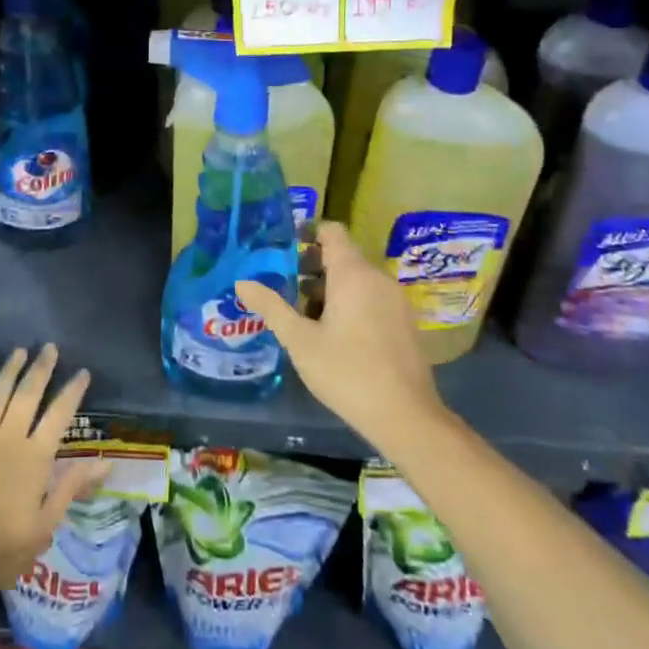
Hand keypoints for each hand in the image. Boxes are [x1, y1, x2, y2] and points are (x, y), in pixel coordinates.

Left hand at [0, 345, 100, 598]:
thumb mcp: (43, 528)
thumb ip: (70, 489)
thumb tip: (105, 463)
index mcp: (34, 458)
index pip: (59, 416)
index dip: (72, 393)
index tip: (83, 372)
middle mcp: (8, 438)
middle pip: (27, 395)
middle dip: (41, 369)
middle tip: (49, 347)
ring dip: (8, 372)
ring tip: (19, 351)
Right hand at [238, 221, 445, 445]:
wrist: (406, 417)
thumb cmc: (347, 372)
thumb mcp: (300, 341)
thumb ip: (271, 307)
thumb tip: (241, 282)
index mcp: (353, 273)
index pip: (331, 232)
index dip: (307, 233)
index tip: (282, 249)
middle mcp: (377, 278)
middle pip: (342, 256)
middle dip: (311, 267)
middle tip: (283, 287)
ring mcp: (395, 300)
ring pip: (356, 280)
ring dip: (329, 289)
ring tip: (302, 315)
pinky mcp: (404, 322)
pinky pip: (371, 297)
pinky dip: (350, 303)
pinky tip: (332, 334)